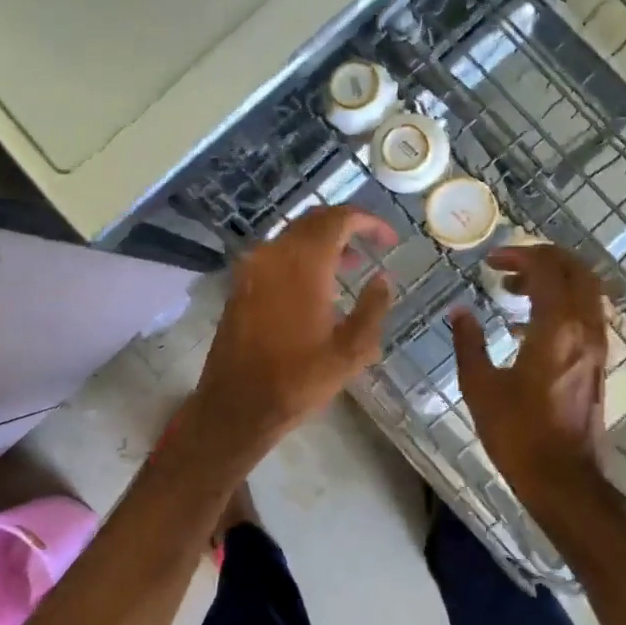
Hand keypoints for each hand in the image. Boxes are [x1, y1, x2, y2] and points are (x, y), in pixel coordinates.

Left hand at [187, 205, 395, 456]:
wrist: (236, 405)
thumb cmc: (298, 380)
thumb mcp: (351, 351)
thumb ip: (373, 308)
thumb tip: (382, 278)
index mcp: (303, 264)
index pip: (338, 219)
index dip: (368, 221)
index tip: (389, 239)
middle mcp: (273, 254)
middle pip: (312, 221)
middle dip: (344, 226)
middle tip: (371, 244)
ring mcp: (251, 268)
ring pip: (292, 237)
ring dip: (322, 242)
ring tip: (350, 266)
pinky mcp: (239, 285)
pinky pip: (275, 255)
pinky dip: (300, 257)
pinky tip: (316, 286)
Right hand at [452, 245, 614, 514]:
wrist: (563, 479)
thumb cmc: (517, 433)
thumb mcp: (480, 386)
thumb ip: (469, 342)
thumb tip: (460, 312)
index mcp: (555, 329)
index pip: (546, 269)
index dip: (517, 256)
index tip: (489, 262)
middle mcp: (584, 329)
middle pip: (577, 270)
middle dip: (543, 258)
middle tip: (508, 265)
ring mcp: (597, 346)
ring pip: (587, 289)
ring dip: (555, 278)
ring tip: (516, 290)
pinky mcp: (598, 362)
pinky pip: (587, 312)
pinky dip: (564, 300)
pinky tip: (532, 321)